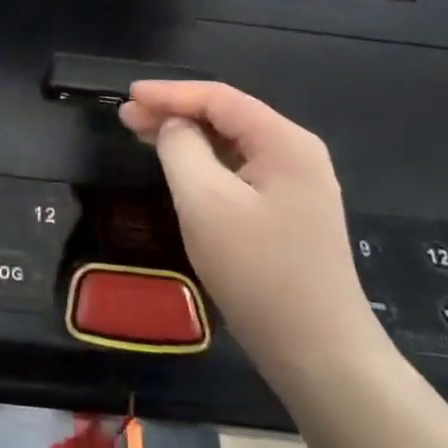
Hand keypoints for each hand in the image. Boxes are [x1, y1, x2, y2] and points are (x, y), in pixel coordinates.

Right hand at [120, 81, 387, 392]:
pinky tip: (179, 168)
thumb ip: (180, 148)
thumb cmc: (258, 271)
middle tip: (127, 117)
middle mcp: (295, 154)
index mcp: (283, 142)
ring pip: (231, 144)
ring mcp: (296, 185)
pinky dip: (204, 163)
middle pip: (226, 117)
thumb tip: (173, 126)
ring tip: (142, 136)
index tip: (127, 96)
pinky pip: (239, 171)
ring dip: (186, 137)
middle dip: (175, 112)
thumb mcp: (205, 202)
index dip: (169, 93)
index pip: (219, 98)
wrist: (320, 355)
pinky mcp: (288, 213)